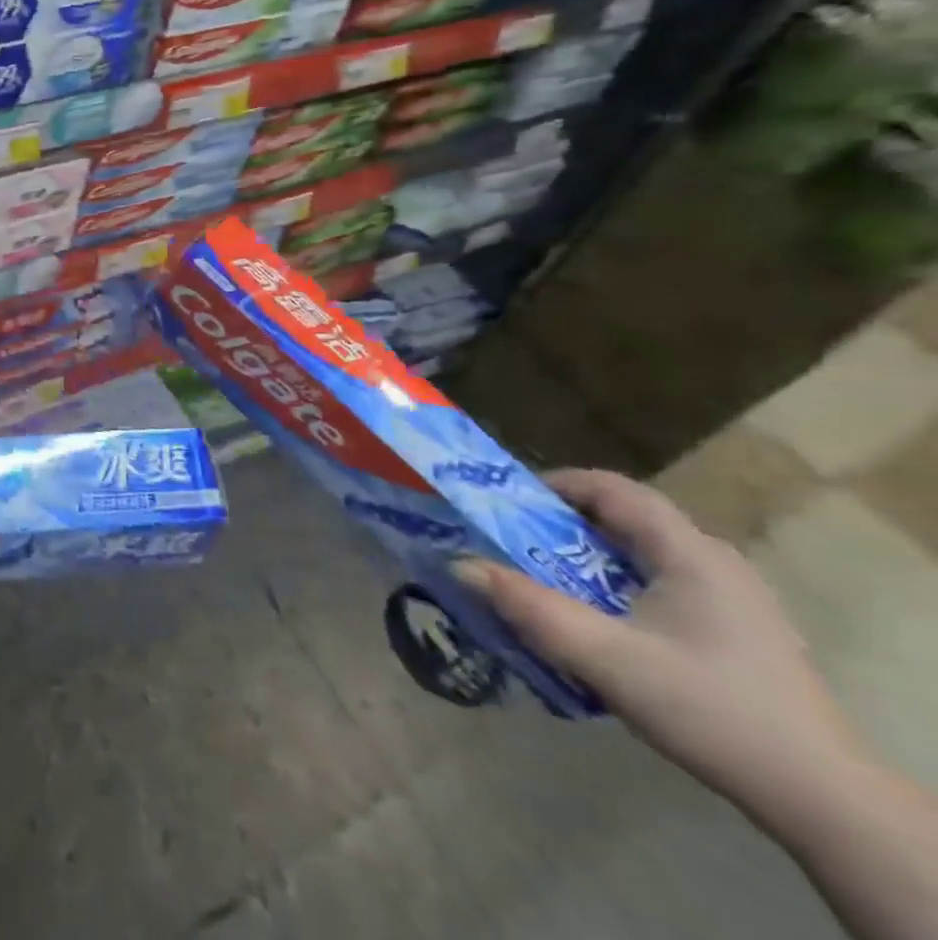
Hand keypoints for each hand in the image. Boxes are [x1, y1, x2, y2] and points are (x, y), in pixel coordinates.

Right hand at [454, 469, 865, 819]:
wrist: (823, 799)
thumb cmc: (709, 708)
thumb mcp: (605, 657)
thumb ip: (530, 608)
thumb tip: (460, 564)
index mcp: (688, 552)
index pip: (613, 489)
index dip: (556, 484)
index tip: (508, 501)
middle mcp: (715, 562)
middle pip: (627, 519)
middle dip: (564, 524)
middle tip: (516, 544)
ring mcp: (734, 598)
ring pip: (645, 554)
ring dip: (590, 558)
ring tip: (548, 583)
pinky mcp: (741, 632)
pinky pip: (665, 584)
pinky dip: (619, 586)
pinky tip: (602, 623)